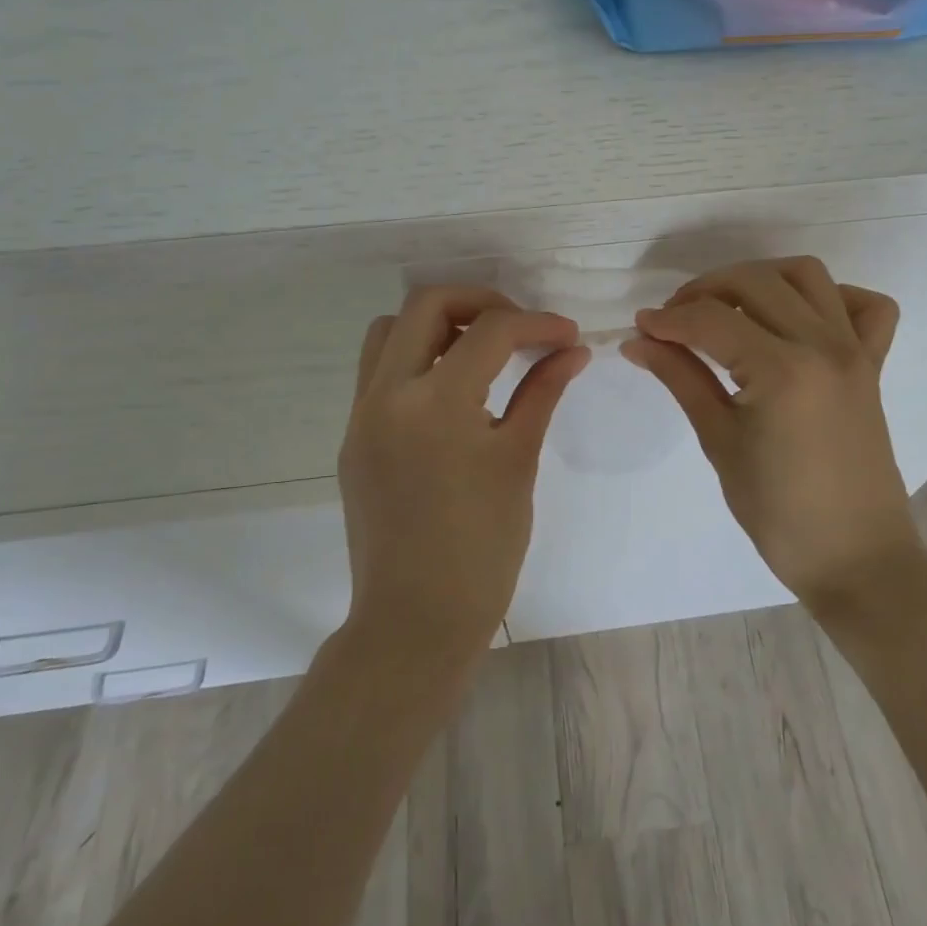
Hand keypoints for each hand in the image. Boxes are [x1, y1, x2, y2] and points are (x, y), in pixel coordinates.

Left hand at [337, 286, 587, 663]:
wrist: (415, 622)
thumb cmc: (481, 549)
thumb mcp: (518, 460)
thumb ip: (541, 392)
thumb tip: (573, 350)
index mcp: (435, 402)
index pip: (490, 331)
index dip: (537, 324)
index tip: (567, 335)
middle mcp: (387, 394)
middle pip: (426, 304)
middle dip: (481, 302)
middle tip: (519, 329)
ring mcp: (361, 415)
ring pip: (390, 331)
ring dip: (437, 324)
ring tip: (480, 352)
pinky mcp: (353, 437)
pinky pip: (380, 371)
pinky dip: (416, 358)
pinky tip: (452, 390)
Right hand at [621, 257, 922, 610]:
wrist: (857, 558)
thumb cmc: (779, 513)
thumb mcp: (720, 442)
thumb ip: (682, 379)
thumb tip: (639, 342)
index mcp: (782, 371)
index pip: (712, 320)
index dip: (669, 319)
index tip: (640, 327)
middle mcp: (823, 345)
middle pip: (755, 282)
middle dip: (705, 291)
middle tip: (674, 321)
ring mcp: (855, 351)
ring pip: (807, 276)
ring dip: (761, 278)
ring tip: (729, 308)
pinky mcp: (873, 364)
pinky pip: (867, 307)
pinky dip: (832, 297)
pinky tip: (799, 319)